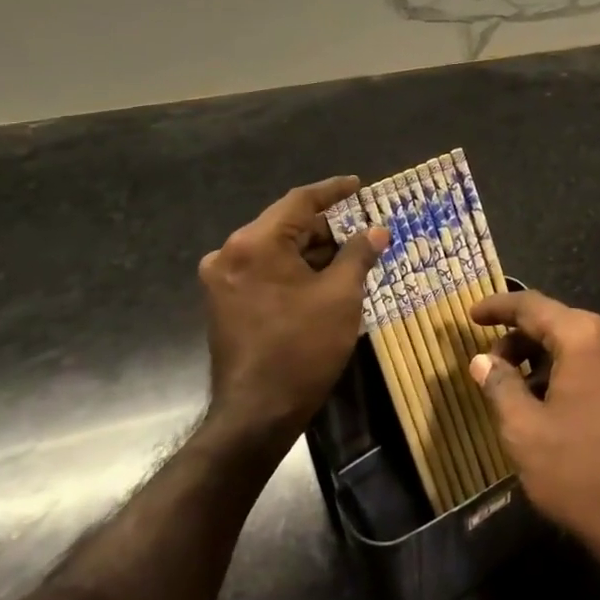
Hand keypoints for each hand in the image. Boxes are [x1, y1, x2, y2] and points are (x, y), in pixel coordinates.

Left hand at [199, 176, 385, 449]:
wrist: (256, 414)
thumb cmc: (302, 348)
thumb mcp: (341, 296)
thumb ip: (359, 254)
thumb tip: (377, 231)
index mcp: (255, 243)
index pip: (300, 201)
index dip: (333, 191)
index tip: (358, 185)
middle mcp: (230, 253)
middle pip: (286, 225)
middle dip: (327, 228)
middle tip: (363, 231)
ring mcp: (223, 280)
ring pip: (276, 249)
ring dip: (312, 251)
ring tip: (350, 257)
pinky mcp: (224, 303)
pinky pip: (265, 270)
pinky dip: (294, 270)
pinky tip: (324, 280)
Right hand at [468, 289, 599, 582]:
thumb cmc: (584, 476)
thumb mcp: (526, 433)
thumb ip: (500, 387)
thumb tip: (483, 360)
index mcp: (587, 337)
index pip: (533, 306)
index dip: (499, 308)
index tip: (472, 315)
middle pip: (563, 322)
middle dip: (524, 339)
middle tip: (495, 366)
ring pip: (588, 344)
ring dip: (553, 358)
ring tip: (527, 391)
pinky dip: (581, 370)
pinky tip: (565, 403)